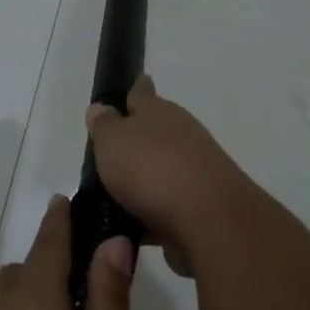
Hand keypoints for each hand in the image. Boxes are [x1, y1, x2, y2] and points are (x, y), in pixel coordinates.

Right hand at [86, 76, 251, 268]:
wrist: (208, 217)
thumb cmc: (151, 167)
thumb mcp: (113, 140)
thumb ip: (104, 125)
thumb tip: (101, 108)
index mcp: (158, 111)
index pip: (143, 92)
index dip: (136, 89)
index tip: (135, 84)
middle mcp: (181, 134)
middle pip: (157, 131)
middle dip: (139, 140)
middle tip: (112, 153)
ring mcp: (195, 169)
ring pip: (164, 168)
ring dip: (146, 179)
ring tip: (116, 195)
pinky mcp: (201, 204)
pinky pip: (169, 204)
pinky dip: (154, 211)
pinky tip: (135, 225)